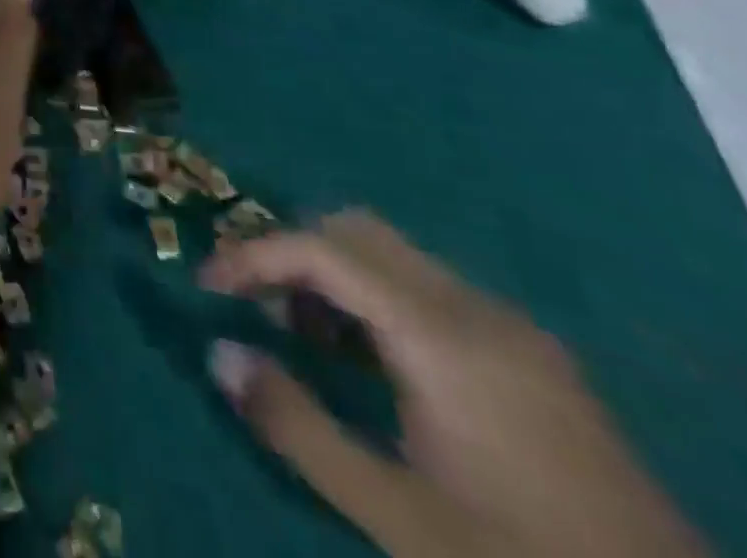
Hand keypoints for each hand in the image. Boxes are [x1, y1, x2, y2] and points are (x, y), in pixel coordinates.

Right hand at [200, 213, 708, 557]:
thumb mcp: (395, 515)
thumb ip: (297, 425)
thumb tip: (218, 351)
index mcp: (442, 334)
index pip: (323, 248)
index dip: (254, 254)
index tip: (209, 284)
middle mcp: (477, 309)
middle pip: (358, 231)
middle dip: (293, 251)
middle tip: (254, 302)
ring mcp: (516, 331)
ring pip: (396, 257)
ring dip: (336, 274)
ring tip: (305, 334)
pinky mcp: (537, 360)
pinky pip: (432, 292)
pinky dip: (379, 300)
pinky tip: (374, 363)